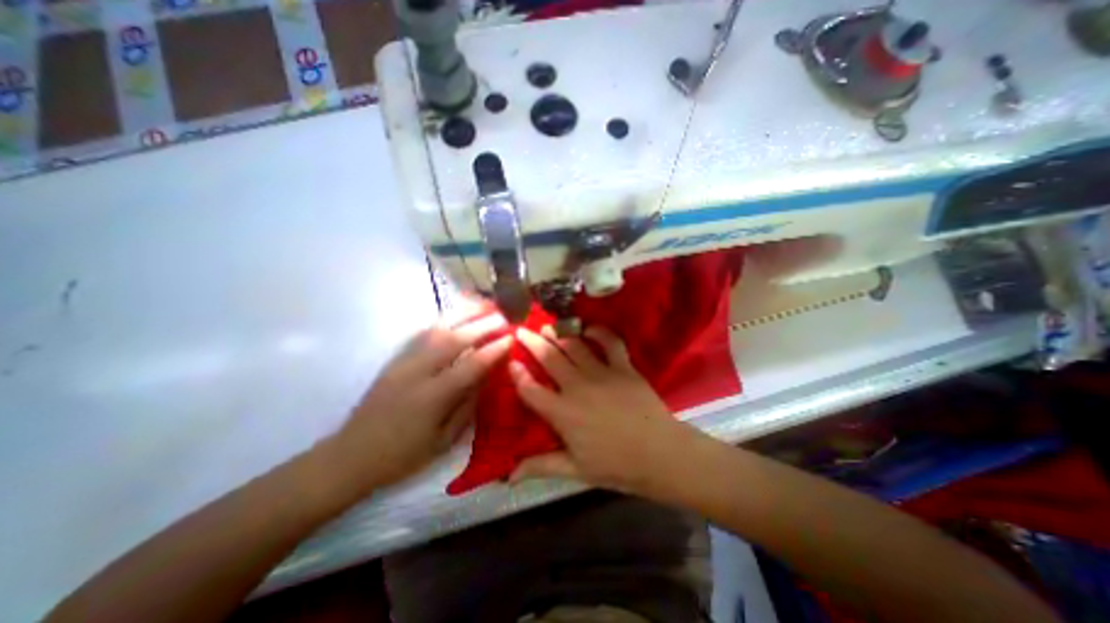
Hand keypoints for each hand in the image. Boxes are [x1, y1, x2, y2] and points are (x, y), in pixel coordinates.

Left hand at [323, 305, 509, 493]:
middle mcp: (417, 372)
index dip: (493, 350)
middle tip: (503, 317)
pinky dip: (443, 320)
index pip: (470, 365)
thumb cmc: (402, 455)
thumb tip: (486, 376)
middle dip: (482, 325)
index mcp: (432, 397)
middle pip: (454, 339)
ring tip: (483, 305)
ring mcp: (403, 362)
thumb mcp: (443, 440)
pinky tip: (456, 315)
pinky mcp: (395, 359)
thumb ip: (467, 405)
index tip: (512, 338)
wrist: (350, 456)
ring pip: (436, 329)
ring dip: (462, 314)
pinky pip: (422, 333)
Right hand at [506, 325, 694, 495]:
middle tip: (522, 330)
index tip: (510, 361)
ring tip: (548, 327)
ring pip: (574, 346)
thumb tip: (509, 476)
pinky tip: (588, 328)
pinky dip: (598, 332)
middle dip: (532, 342)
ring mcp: (602, 373)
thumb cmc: (615, 465)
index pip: (531, 390)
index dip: (517, 374)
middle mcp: (578, 387)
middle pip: (549, 358)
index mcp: (563, 413)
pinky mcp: (623, 367)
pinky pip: (609, 342)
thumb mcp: (574, 470)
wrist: (660, 455)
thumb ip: (540, 466)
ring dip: (559, 333)